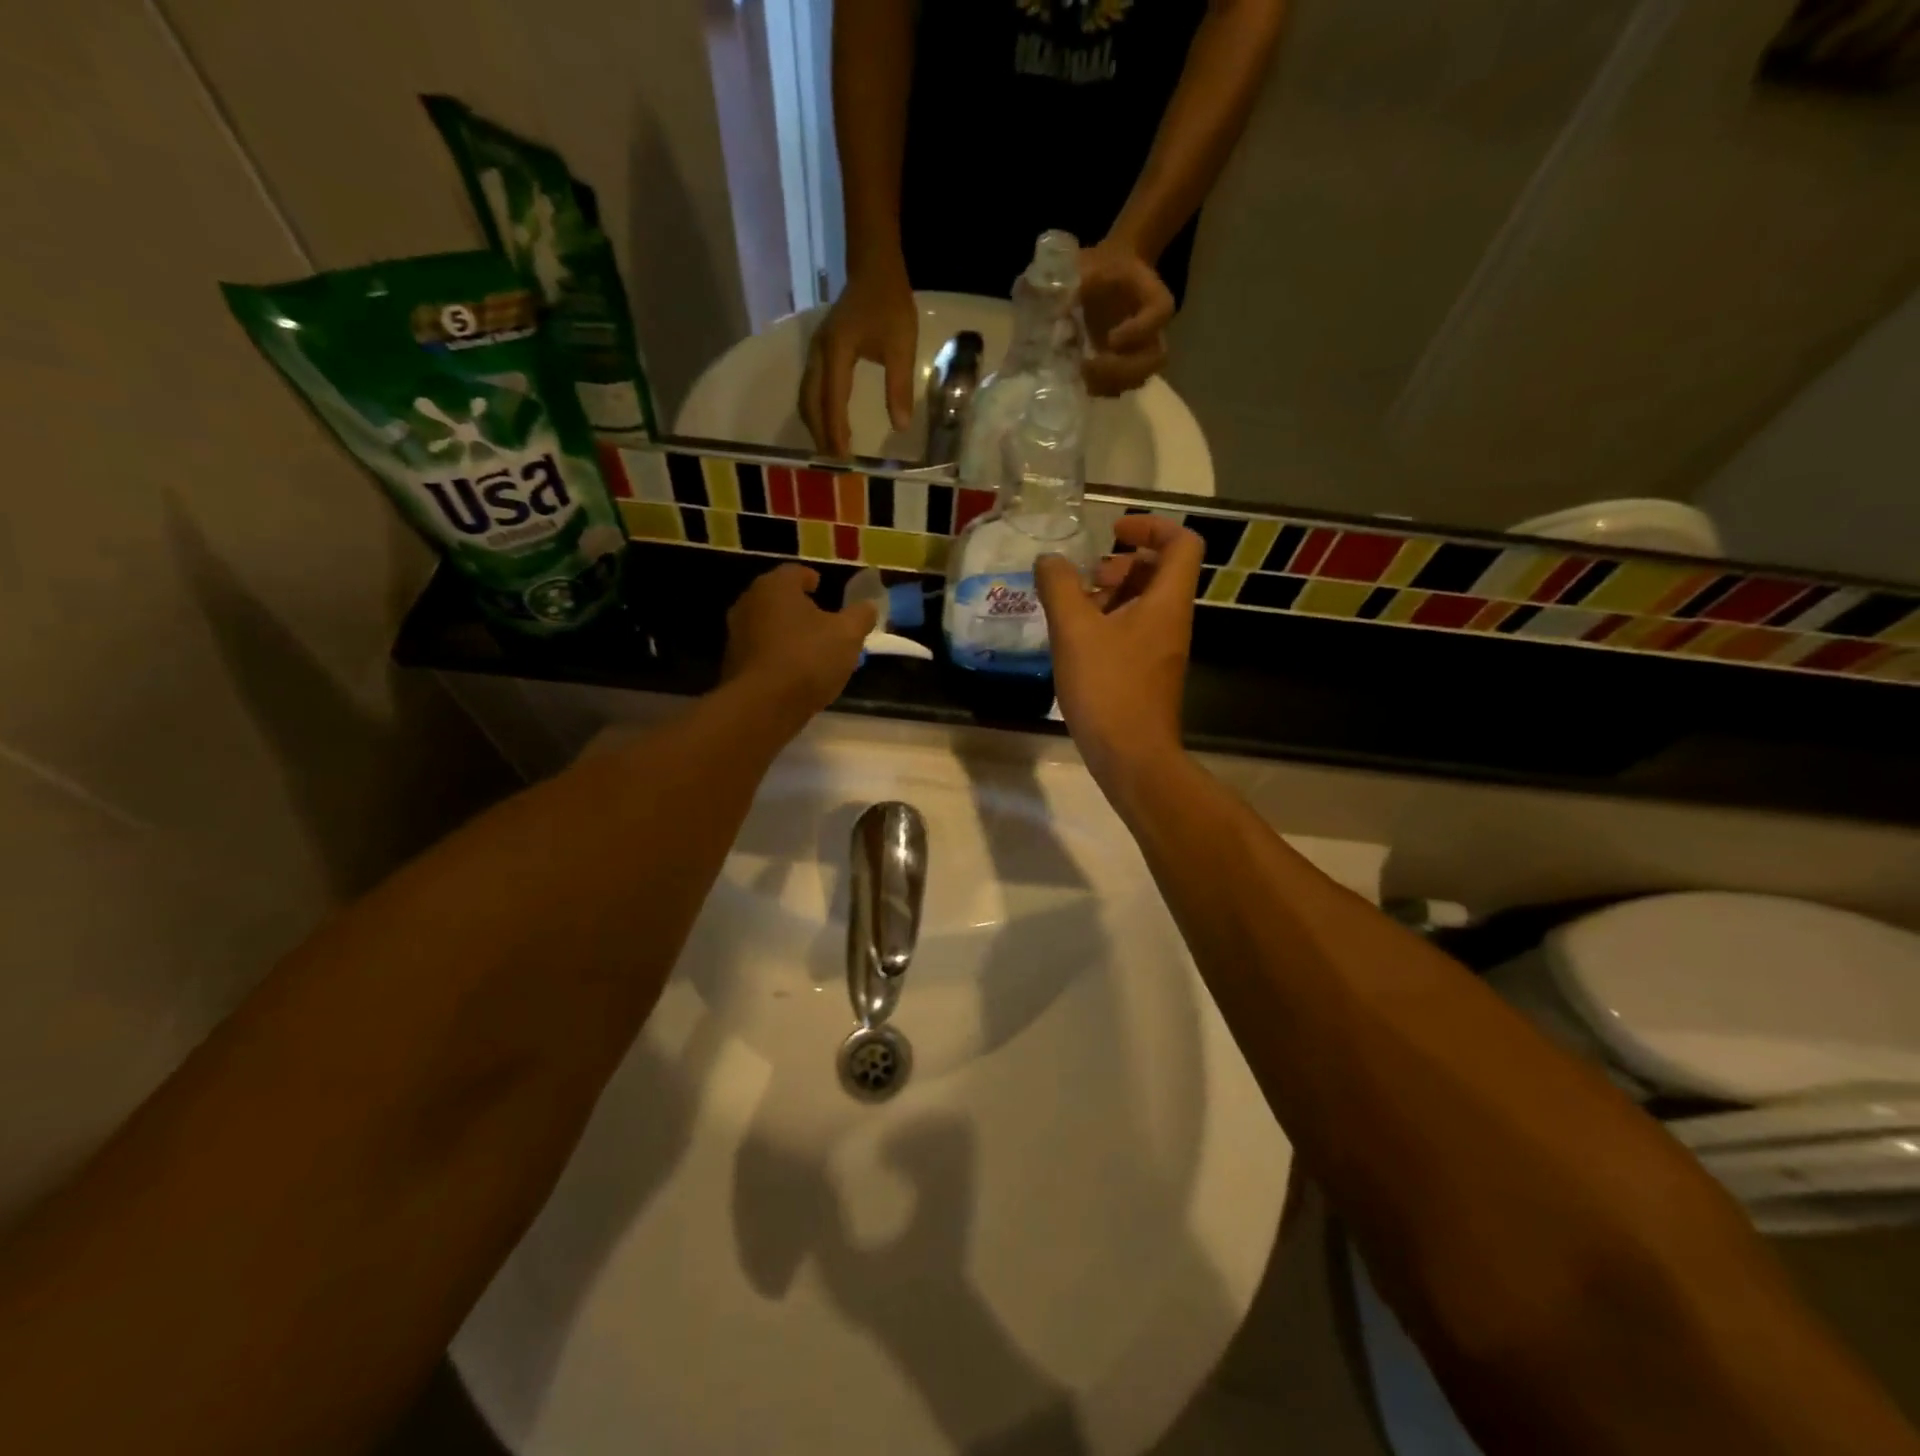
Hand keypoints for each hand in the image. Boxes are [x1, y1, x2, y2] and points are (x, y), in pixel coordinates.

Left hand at [722, 564, 877, 719]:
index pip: (794, 572)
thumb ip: (860, 616)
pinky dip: (778, 655)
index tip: (822, 587)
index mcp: (775, 587)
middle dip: (800, 607)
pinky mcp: (733, 664)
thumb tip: (868, 606)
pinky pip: (762, 651)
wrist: (763, 705)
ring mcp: (736, 634)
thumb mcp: (848, 635)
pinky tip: (796, 672)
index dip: (811, 578)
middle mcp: (749, 603)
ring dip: (788, 632)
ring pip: (769, 626)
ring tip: (812, 649)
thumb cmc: (808, 658)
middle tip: (822, 620)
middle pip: (779, 599)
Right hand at [799, 260, 917, 455]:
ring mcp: (815, 353)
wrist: (873, 268)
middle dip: (821, 435)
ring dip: (816, 426)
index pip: (832, 400)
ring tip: (831, 452)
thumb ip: (899, 386)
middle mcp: (819, 354)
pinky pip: (811, 391)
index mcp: (837, 351)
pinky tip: (829, 428)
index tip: (843, 459)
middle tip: (835, 465)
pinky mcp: (819, 355)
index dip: (835, 432)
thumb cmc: (890, 304)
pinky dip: (817, 413)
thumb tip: (900, 426)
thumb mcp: (902, 345)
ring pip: (807, 398)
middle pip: (811, 403)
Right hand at [1034, 514, 1202, 780]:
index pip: (1182, 542)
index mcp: (1167, 601)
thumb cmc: (1108, 687)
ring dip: (1111, 594)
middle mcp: (1172, 620)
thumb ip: (1059, 587)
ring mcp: (1162, 649)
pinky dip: (1108, 622)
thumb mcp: (1074, 631)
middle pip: (1160, 571)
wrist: (1131, 756)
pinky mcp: (1148, 673)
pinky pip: (1133, 631)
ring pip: (1144, 603)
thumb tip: (1049, 560)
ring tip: (1072, 607)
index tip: (1113, 530)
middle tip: (1086, 575)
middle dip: (1122, 563)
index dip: (1151, 526)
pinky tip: (1075, 640)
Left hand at [1078, 240, 1174, 396]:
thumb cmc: (1097, 268)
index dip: (1140, 330)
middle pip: (1155, 358)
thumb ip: (1071, 281)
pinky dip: (1102, 388)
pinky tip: (1079, 382)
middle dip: (1124, 369)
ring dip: (1112, 383)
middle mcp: (1152, 330)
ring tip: (1082, 378)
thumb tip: (1051, 309)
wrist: (1102, 274)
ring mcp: (1138, 352)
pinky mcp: (1122, 367)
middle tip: (1090, 367)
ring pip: (1139, 378)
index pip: (1160, 313)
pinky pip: (1121, 386)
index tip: (1110, 339)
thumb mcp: (1085, 265)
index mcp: (1151, 296)